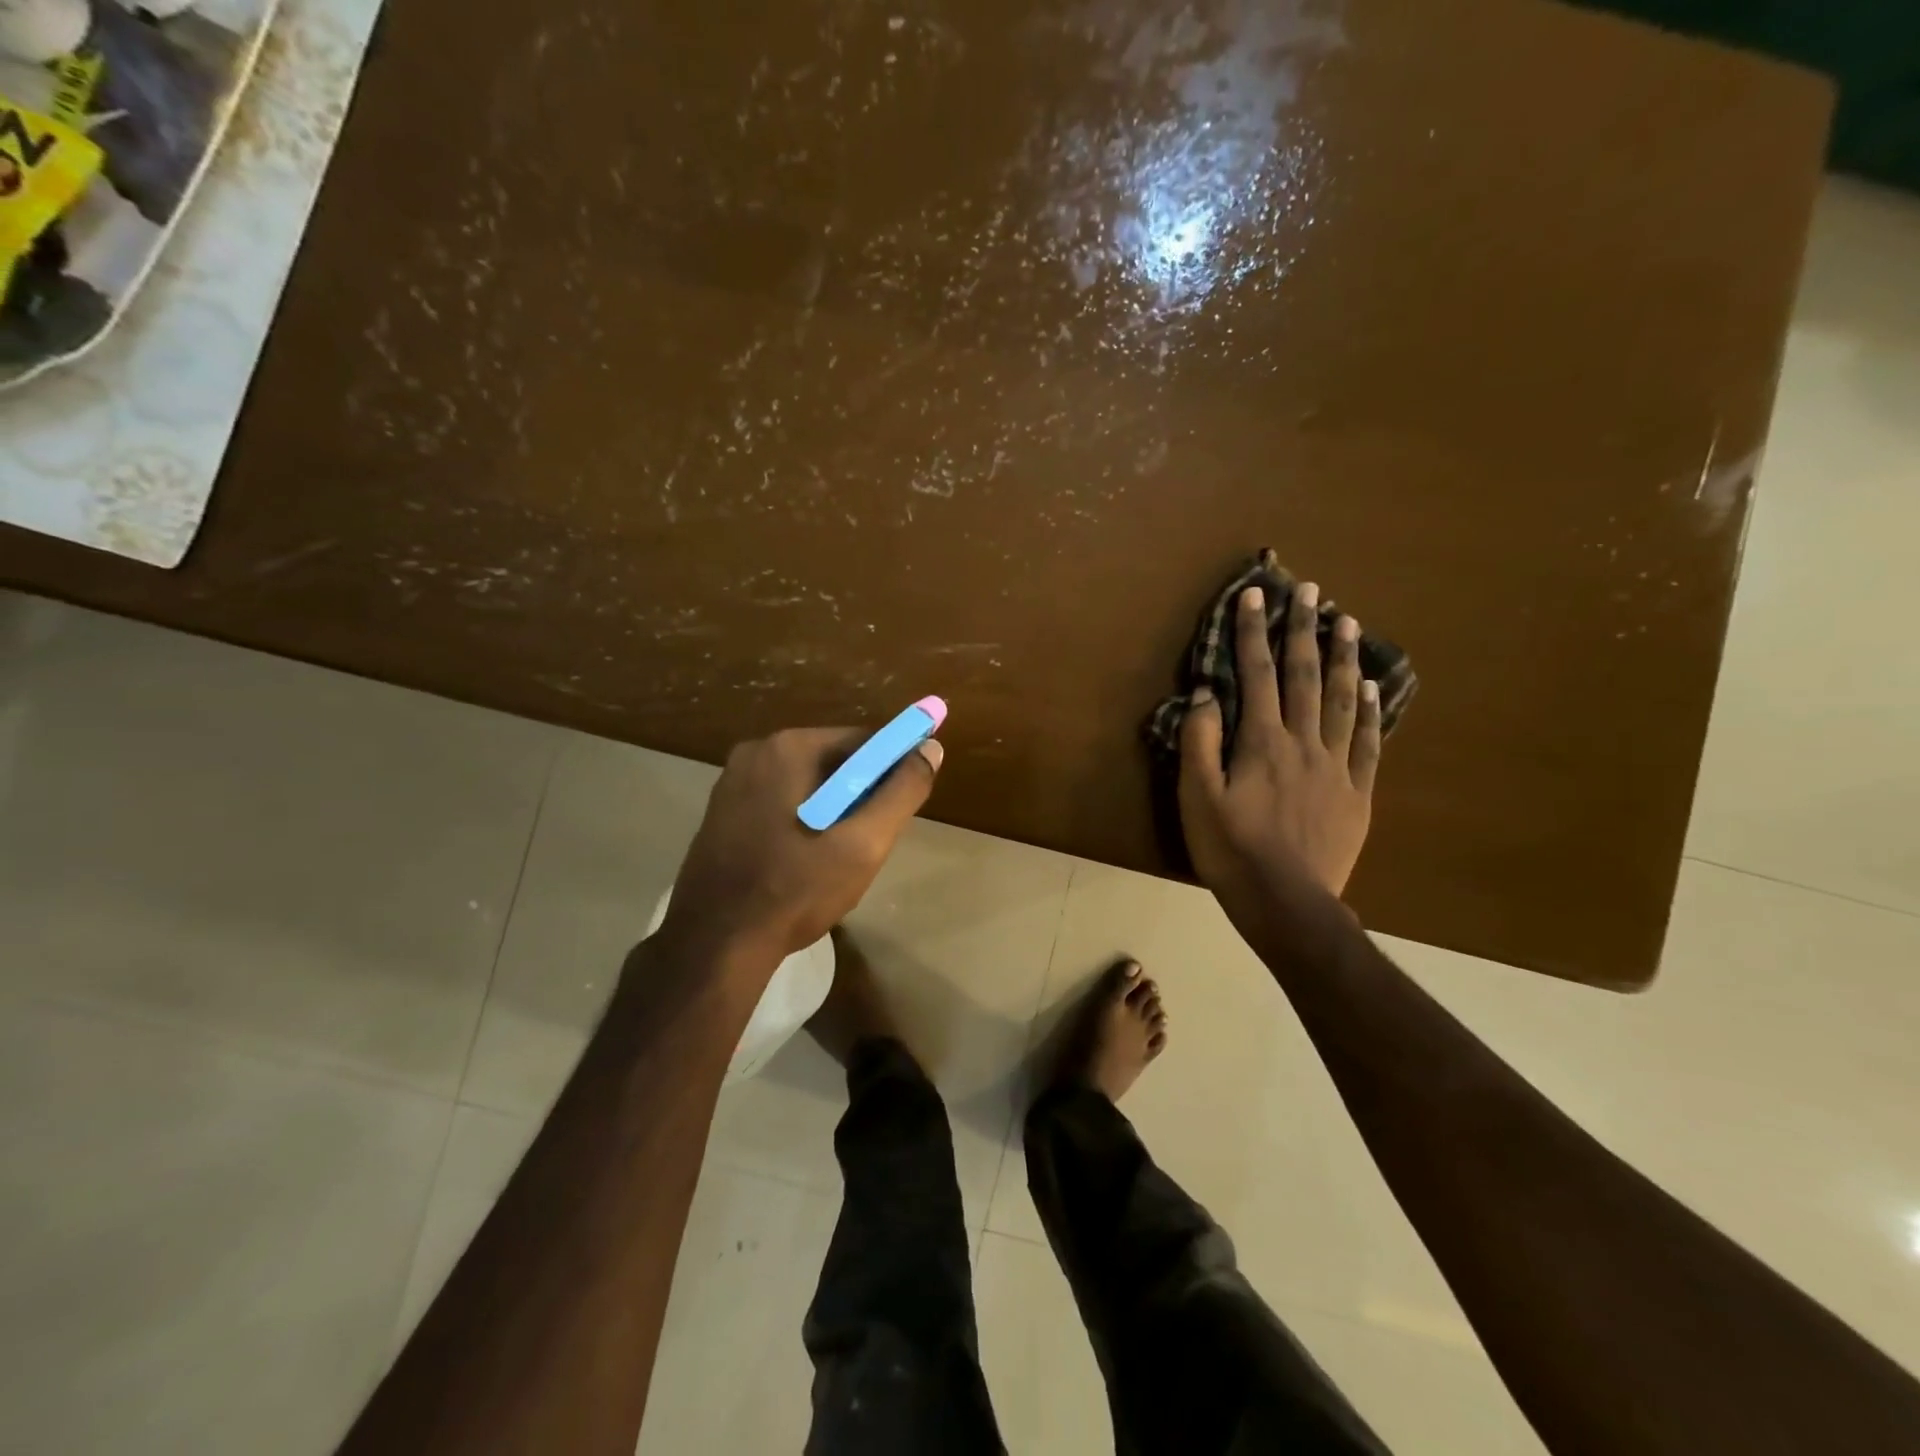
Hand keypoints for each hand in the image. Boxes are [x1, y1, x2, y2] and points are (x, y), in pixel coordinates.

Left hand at [657, 727, 942, 974]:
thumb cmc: (795, 890)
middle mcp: (755, 752)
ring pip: (807, 785)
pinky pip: (780, 802)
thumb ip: (902, 791)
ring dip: (832, 811)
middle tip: (868, 842)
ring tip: (837, 859)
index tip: (900, 809)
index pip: (862, 740)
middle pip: (833, 761)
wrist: (715, 945)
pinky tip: (804, 862)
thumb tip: (930, 749)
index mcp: (788, 747)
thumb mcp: (864, 843)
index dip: (892, 770)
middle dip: (859, 796)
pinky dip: (803, 821)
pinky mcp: (722, 812)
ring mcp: (732, 783)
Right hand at [1178, 582, 1381, 907]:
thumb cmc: (1230, 849)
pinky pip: (1367, 744)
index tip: (1254, 595)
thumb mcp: (1197, 796)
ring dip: (1342, 659)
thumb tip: (1205, 694)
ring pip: (1341, 702)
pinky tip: (1370, 689)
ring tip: (1348, 622)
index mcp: (1261, 742)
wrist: (1285, 902)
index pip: (1257, 675)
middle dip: (1303, 631)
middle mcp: (1303, 743)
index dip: (1252, 633)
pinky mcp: (1356, 794)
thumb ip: (1200, 742)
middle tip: (1311, 590)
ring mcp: (1336, 767)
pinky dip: (1368, 713)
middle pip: (1304, 677)